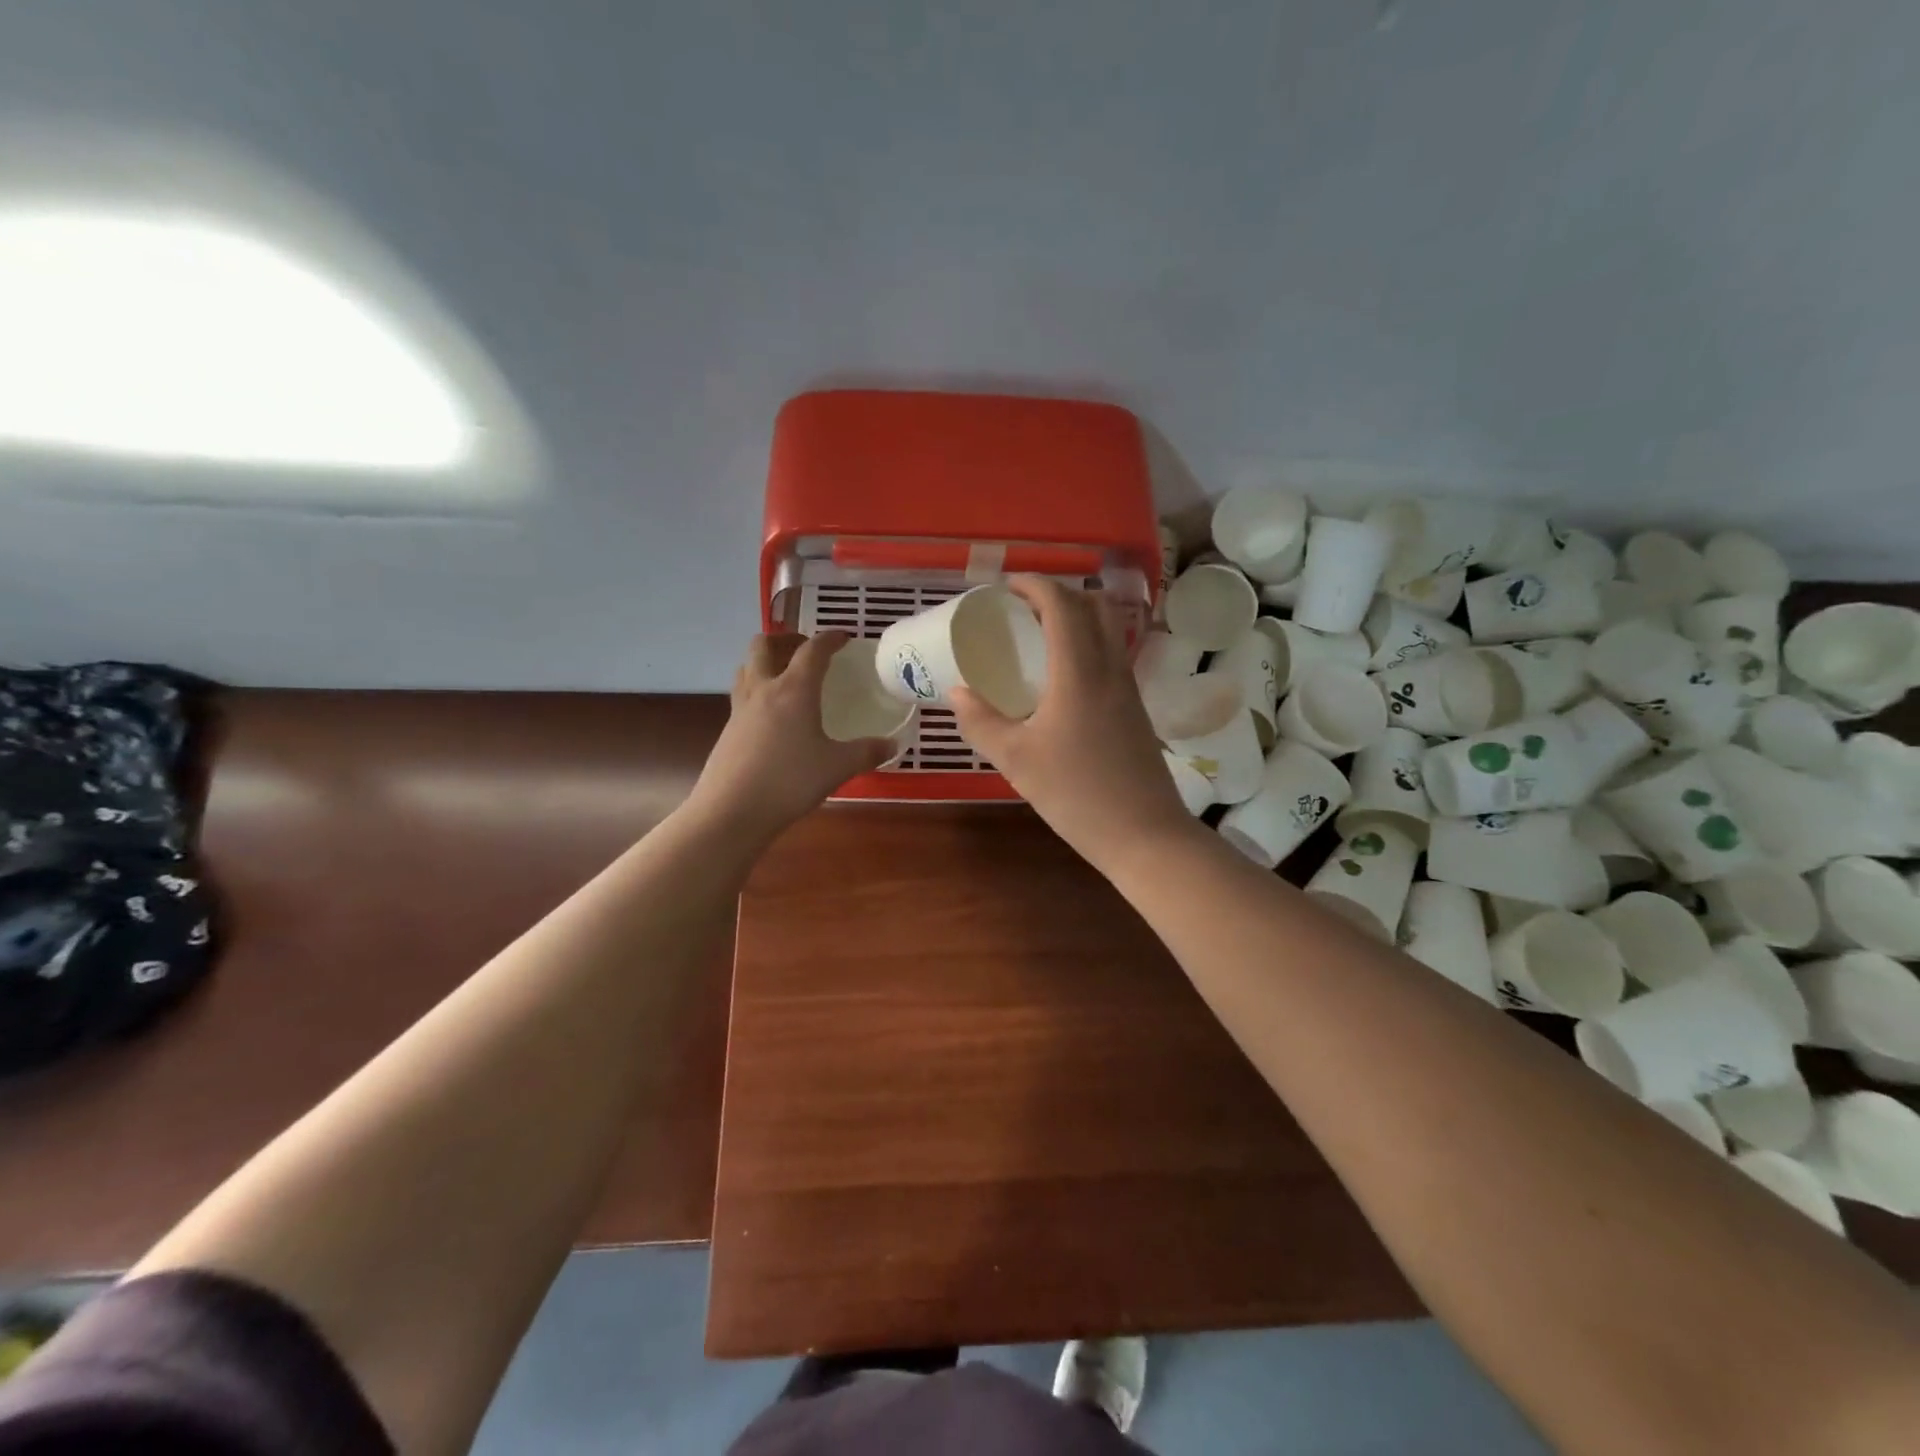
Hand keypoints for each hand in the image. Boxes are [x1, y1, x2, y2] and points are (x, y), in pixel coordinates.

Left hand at [686, 631, 894, 846]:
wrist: (732, 811)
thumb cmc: (790, 781)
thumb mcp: (838, 767)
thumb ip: (867, 752)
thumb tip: (894, 744)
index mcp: (794, 689)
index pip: (812, 650)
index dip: (829, 638)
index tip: (843, 637)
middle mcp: (764, 689)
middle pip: (764, 644)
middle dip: (785, 638)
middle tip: (805, 650)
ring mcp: (740, 708)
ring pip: (746, 667)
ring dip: (765, 660)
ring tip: (785, 675)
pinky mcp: (728, 729)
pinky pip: (742, 694)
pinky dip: (757, 689)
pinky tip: (772, 715)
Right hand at [950, 577, 1197, 872]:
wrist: (1144, 834)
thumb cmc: (1076, 795)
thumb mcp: (1016, 760)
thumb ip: (981, 722)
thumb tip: (956, 692)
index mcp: (1079, 673)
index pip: (1062, 605)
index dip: (1035, 585)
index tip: (1006, 587)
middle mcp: (1109, 669)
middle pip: (1093, 607)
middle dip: (1058, 594)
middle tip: (1022, 607)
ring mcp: (1128, 688)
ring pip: (1109, 630)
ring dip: (1077, 617)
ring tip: (1040, 635)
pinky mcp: (1136, 709)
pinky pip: (1112, 655)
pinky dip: (1088, 643)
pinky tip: (1064, 674)